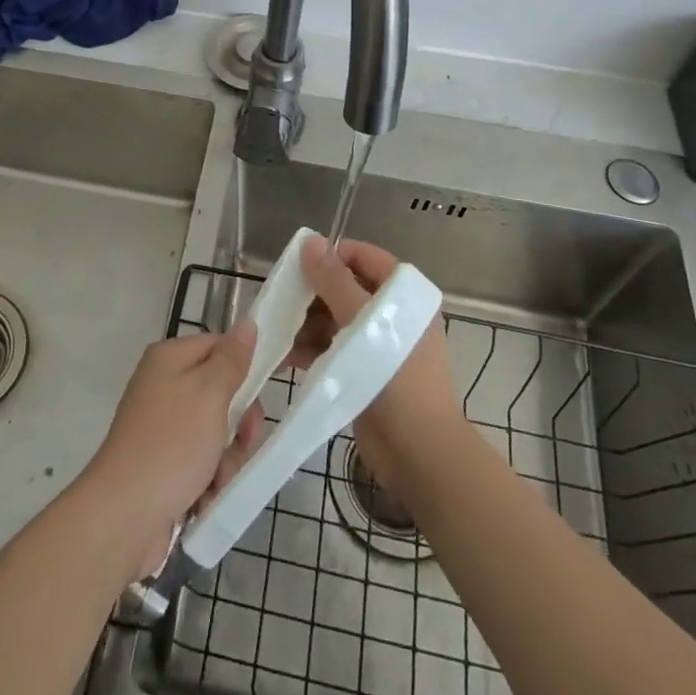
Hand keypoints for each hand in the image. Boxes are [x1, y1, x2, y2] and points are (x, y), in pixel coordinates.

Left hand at [83, 324, 264, 575]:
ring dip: (226, 458)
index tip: (271, 388)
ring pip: (216, 432)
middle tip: (242, 441)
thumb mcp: (210, 394)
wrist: (124, 515)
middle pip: (221, 392)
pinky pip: (201, 461)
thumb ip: (232, 360)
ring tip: (217, 480)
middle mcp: (163, 385)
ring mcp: (161, 426)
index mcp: (169, 358)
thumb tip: (247, 323)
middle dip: (238, 423)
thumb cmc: (172, 444)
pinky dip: (209, 479)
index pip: (219, 345)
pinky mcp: (163, 462)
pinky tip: (204, 497)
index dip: (247, 365)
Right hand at [288, 236, 462, 494]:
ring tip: (276, 332)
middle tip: (280, 301)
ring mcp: (376, 344)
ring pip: (333, 320)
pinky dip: (310, 349)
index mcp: (402, 294)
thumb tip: (310, 242)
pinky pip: (332, 349)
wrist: (419, 453)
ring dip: (305, 324)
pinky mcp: (363, 371)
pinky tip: (283, 356)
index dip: (330, 256)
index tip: (296, 266)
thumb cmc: (396, 376)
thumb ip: (333, 280)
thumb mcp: (362, 320)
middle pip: (343, 288)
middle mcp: (391, 313)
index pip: (363, 257)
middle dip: (311, 294)